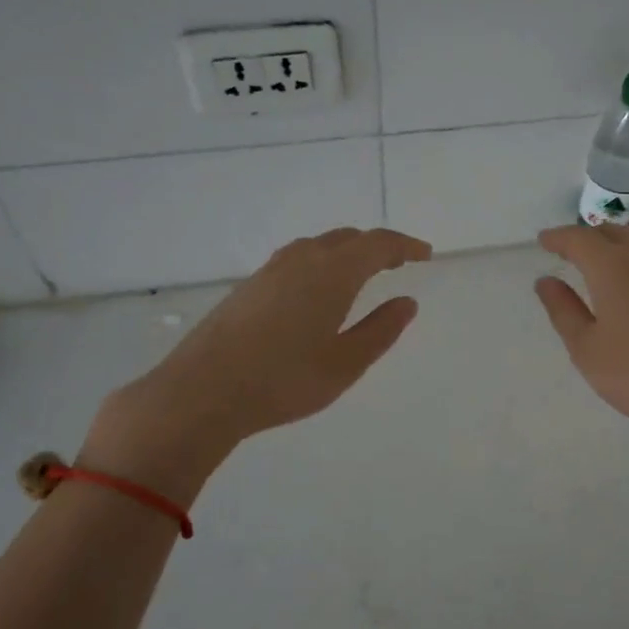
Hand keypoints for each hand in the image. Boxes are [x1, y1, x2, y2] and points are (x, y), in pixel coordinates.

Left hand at [82, 227, 432, 481]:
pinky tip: (317, 292)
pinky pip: (296, 260)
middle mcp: (302, 259)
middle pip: (347, 238)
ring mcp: (270, 270)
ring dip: (346, 253)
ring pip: (318, 246)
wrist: (203, 390)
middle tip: (397, 264)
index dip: (404, 245)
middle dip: (376, 247)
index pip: (377, 244)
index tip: (424, 254)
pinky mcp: (248, 286)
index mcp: (332, 272)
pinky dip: (320, 264)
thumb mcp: (345, 363)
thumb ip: (381, 330)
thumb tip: (407, 302)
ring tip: (361, 275)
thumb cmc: (284, 380)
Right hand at [534, 225, 628, 446]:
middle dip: (587, 238)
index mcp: (612, 266)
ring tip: (604, 264)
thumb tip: (546, 281)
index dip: (558, 238)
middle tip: (569, 252)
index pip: (579, 239)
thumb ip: (563, 310)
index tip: (543, 240)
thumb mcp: (587, 349)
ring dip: (617, 245)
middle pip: (612, 233)